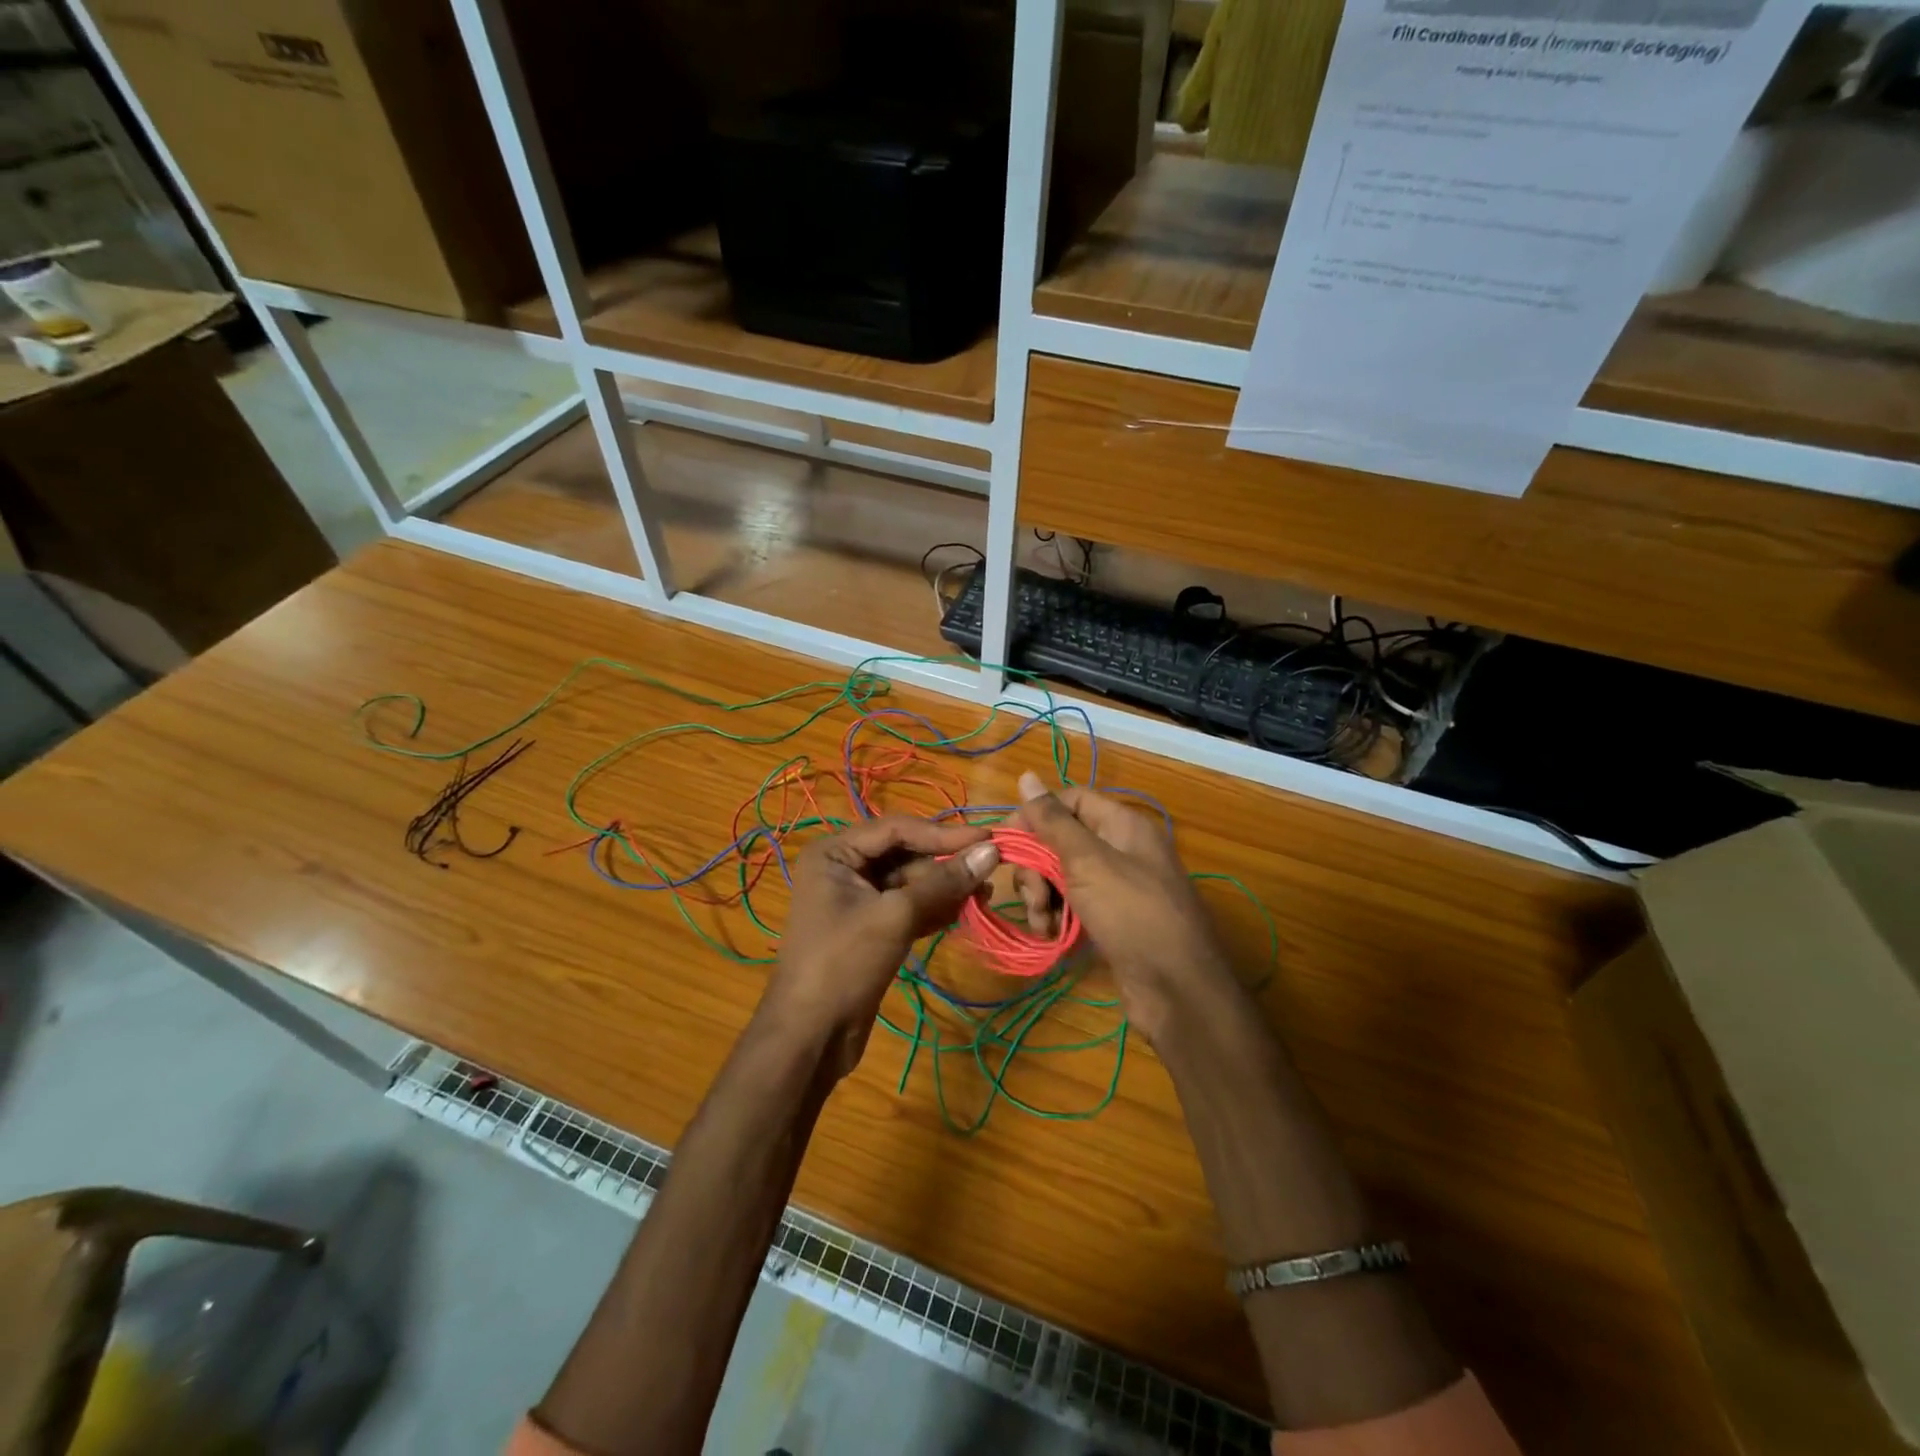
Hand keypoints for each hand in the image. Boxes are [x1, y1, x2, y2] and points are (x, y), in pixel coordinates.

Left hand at [765, 815, 999, 1076]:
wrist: (811, 1036)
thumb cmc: (844, 963)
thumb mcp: (895, 917)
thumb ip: (944, 882)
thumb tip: (992, 853)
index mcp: (835, 852)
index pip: (898, 828)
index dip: (945, 832)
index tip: (989, 840)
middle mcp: (844, 867)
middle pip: (905, 853)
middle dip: (946, 864)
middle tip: (992, 871)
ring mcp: (856, 898)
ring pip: (910, 881)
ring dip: (946, 888)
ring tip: (985, 897)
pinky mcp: (870, 927)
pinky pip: (908, 906)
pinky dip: (935, 908)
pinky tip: (965, 913)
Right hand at [1013, 770, 1228, 1039]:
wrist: (1178, 991)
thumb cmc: (1133, 914)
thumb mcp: (1088, 861)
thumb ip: (1053, 820)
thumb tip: (1026, 775)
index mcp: (1122, 824)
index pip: (1069, 800)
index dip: (1036, 815)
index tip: (1006, 842)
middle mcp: (1121, 849)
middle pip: (1061, 840)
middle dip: (1036, 867)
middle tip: (1032, 897)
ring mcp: (1117, 886)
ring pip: (1062, 875)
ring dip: (1042, 896)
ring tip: (1043, 924)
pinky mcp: (1111, 918)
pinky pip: (1073, 904)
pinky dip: (1056, 916)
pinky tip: (1051, 935)